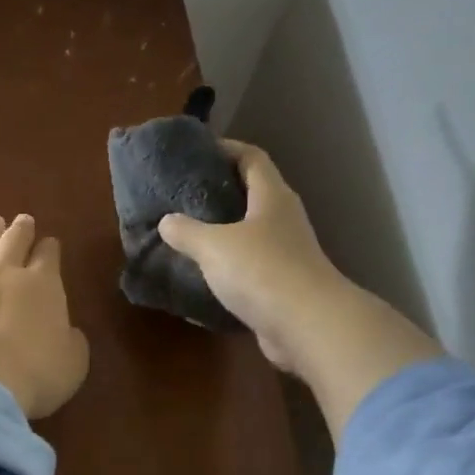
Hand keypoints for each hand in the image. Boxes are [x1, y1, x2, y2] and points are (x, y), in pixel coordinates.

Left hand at [0, 214, 89, 418]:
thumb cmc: (34, 374)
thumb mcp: (72, 362)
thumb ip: (71, 341)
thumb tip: (67, 332)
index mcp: (43, 285)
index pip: (49, 257)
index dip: (50, 248)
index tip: (50, 243)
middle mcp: (3, 274)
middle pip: (13, 243)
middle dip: (20, 230)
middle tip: (23, 220)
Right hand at [157, 141, 440, 436]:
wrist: (307, 325)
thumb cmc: (262, 271)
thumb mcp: (214, 246)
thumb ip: (187, 231)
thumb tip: (167, 221)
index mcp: (272, 197)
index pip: (252, 158)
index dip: (226, 149)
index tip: (198, 151)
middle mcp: (283, 219)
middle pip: (252, 194)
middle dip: (220, 192)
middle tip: (184, 195)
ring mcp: (286, 254)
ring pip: (250, 233)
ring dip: (222, 233)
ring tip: (187, 235)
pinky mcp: (282, 286)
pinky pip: (249, 268)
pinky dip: (227, 268)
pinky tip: (202, 276)